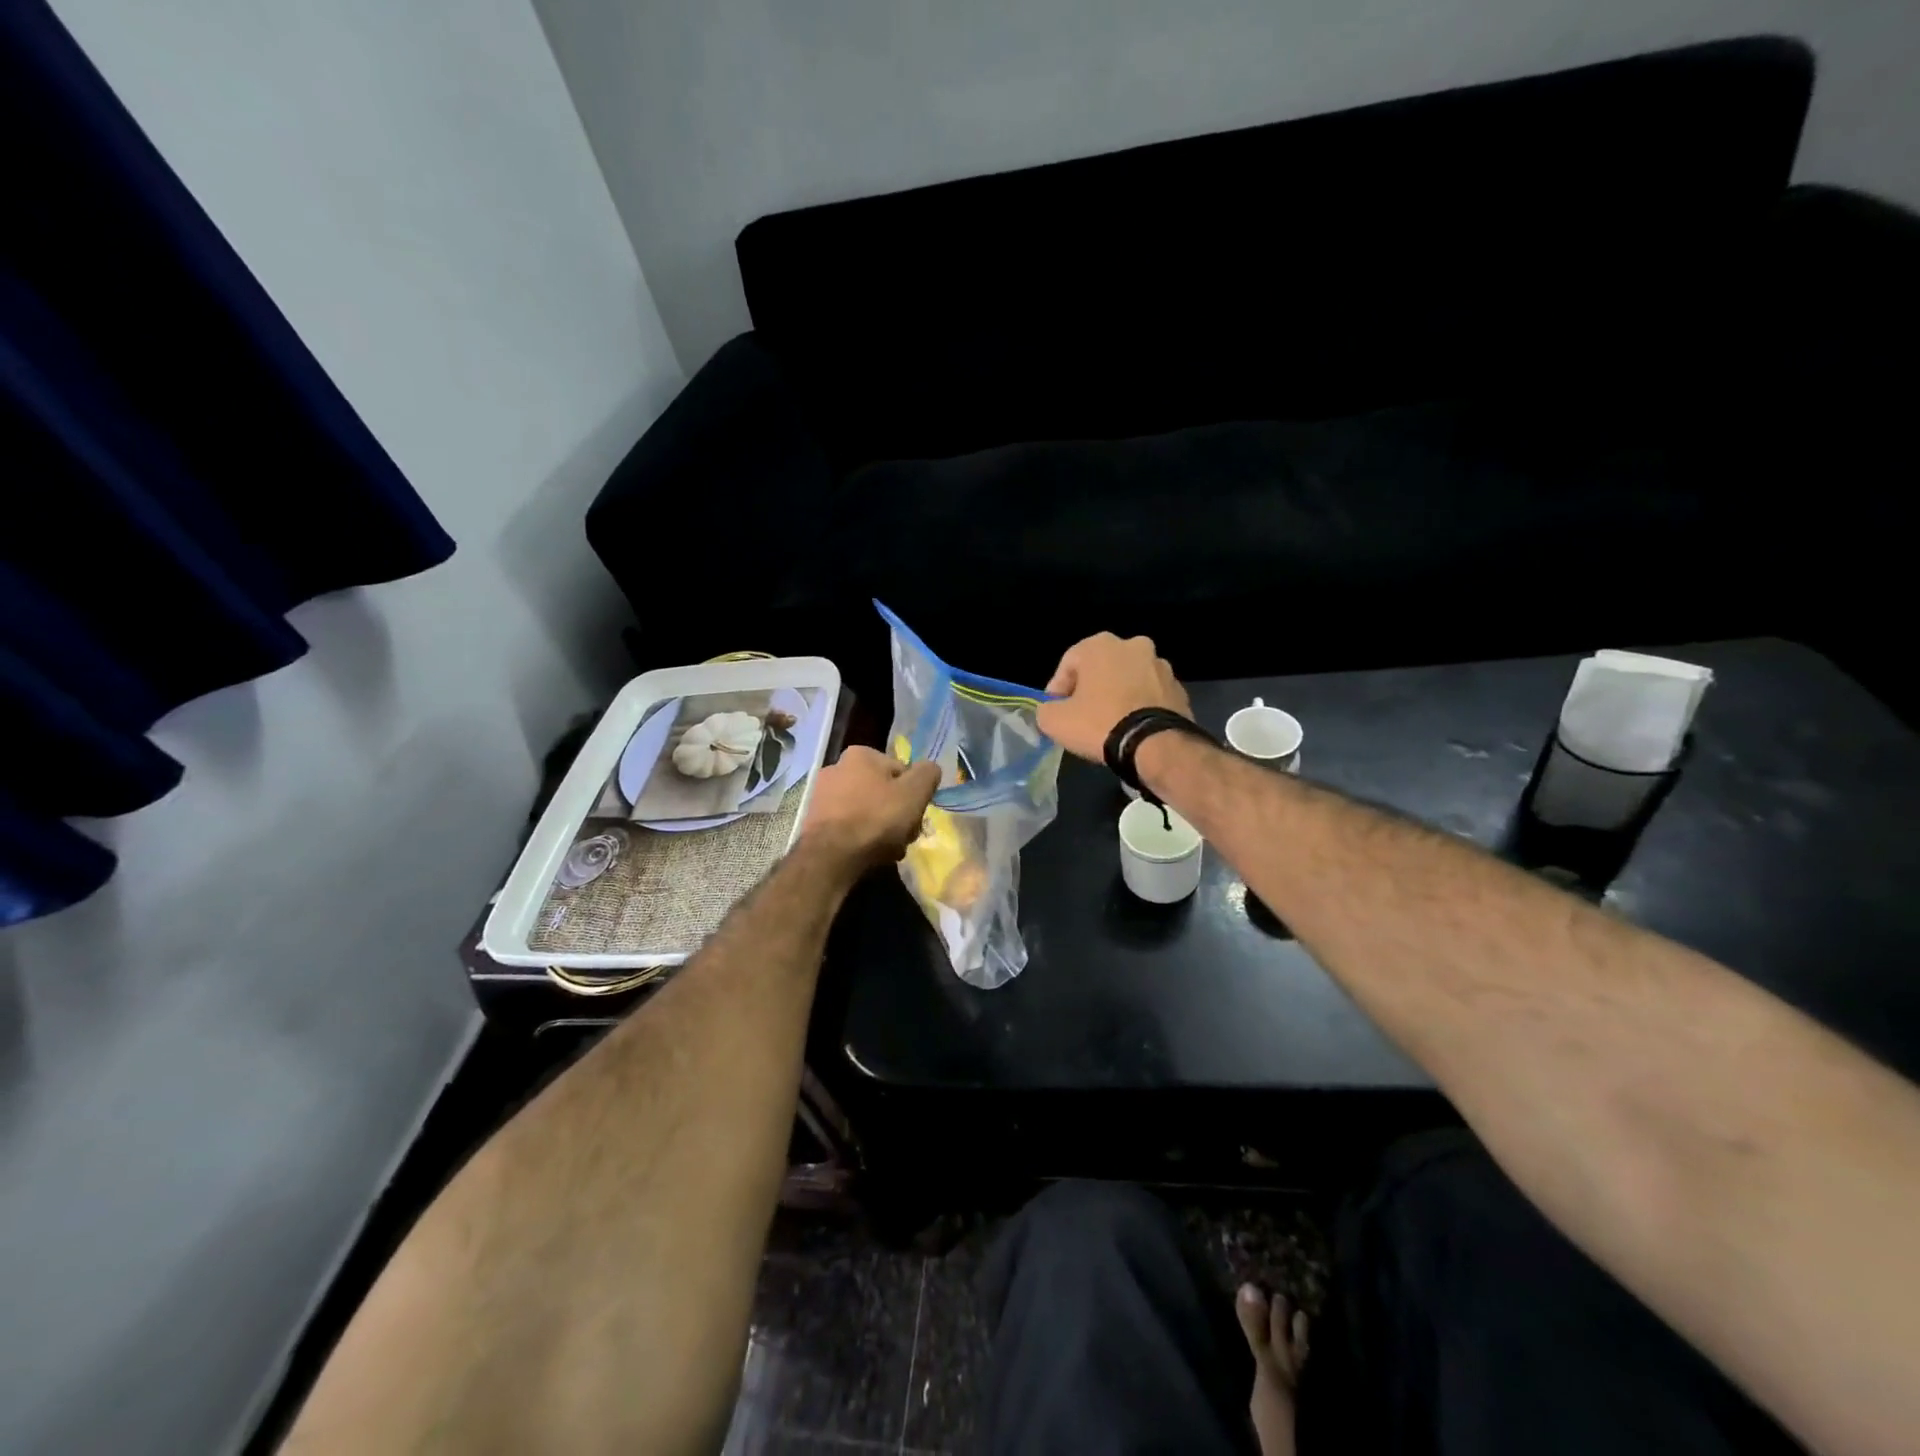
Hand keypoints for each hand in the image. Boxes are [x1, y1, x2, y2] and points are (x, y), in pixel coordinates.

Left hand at [802, 747, 941, 869]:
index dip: (914, 794)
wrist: (831, 855)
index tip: (916, 814)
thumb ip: (928, 774)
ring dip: (882, 828)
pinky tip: (870, 854)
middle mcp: (837, 767)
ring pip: (867, 810)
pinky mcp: (814, 821)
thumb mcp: (914, 792)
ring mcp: (822, 795)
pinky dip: (861, 837)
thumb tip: (930, 769)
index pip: (901, 771)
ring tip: (890, 849)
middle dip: (897, 813)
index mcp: (861, 754)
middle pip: (882, 792)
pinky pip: (849, 826)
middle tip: (905, 835)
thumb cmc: (876, 817)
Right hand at [1035, 633, 1193, 763]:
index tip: (1055, 711)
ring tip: (1110, 724)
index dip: (1057, 689)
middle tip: (1082, 715)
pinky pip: (1150, 696)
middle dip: (1091, 689)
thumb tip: (1051, 711)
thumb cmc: (1099, 723)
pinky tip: (1132, 729)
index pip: (1069, 663)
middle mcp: (1134, 646)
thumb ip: (1046, 710)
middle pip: (1102, 668)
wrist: (1155, 745)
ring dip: (1118, 696)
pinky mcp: (1180, 690)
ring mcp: (1161, 666)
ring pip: (1129, 680)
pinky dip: (1140, 707)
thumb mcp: (1055, 720)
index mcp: (1101, 645)